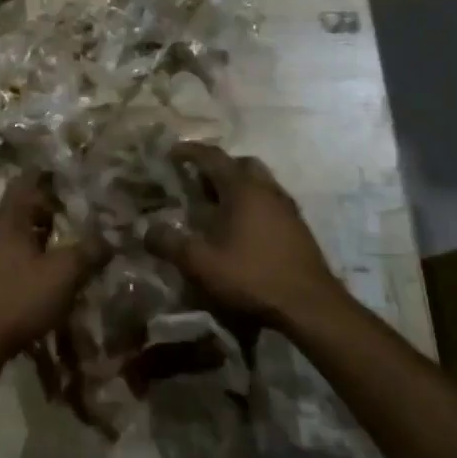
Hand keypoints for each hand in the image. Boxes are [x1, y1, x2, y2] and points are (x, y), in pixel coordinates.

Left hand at [0, 176, 101, 369]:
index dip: (49, 176)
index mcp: (8, 217)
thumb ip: (88, 252)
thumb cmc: (17, 299)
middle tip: (78, 217)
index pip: (26, 180)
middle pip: (21, 208)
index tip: (72, 178)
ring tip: (67, 248)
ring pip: (15, 234)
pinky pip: (8, 257)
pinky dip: (28, 259)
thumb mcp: (62, 274)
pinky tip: (45, 278)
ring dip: (39, 238)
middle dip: (49, 211)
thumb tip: (109, 238)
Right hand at [154, 144, 349, 328]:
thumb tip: (146, 230)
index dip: (189, 151)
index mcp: (241, 188)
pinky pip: (270, 201)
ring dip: (237, 185)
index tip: (171, 153)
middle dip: (217, 167)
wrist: (310, 306)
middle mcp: (266, 189)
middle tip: (197, 182)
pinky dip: (253, 203)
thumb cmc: (252, 277)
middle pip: (240, 163)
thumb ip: (169, 244)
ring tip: (218, 206)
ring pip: (259, 182)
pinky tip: (243, 229)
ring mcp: (286, 207)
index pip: (212, 156)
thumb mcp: (201, 263)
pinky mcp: (298, 227)